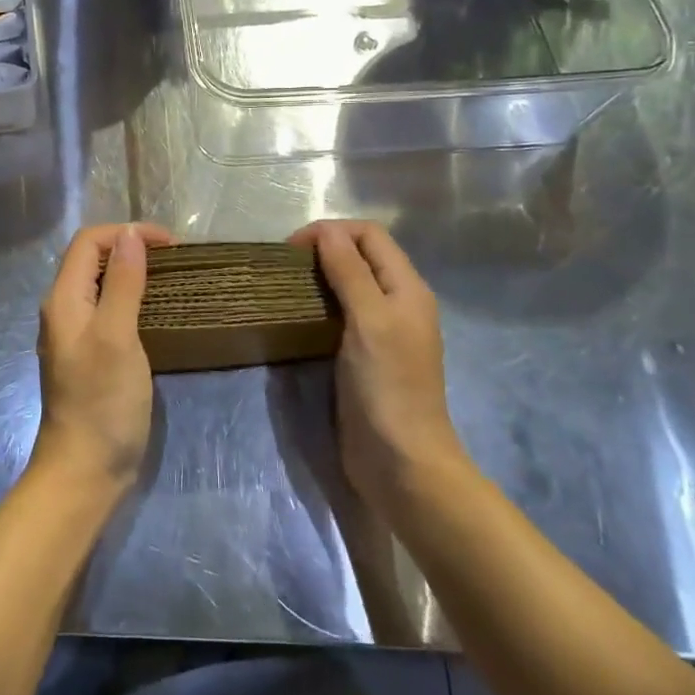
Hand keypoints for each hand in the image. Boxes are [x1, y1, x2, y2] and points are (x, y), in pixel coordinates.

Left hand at [34, 222, 174, 492]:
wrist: (85, 471)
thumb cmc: (102, 401)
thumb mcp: (117, 336)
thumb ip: (123, 283)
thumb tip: (130, 235)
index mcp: (63, 299)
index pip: (89, 241)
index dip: (127, 233)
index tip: (170, 245)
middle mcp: (63, 309)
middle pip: (92, 259)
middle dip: (131, 247)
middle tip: (174, 259)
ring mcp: (75, 334)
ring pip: (101, 284)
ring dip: (133, 272)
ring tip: (170, 278)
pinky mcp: (89, 354)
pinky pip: (108, 309)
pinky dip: (132, 298)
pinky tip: (156, 310)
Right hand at [290, 220, 463, 514]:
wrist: (401, 463)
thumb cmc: (387, 386)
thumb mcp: (368, 320)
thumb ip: (349, 271)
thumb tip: (325, 231)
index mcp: (407, 287)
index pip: (370, 234)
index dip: (332, 231)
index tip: (293, 249)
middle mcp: (398, 302)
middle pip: (361, 255)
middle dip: (324, 249)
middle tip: (287, 267)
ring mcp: (383, 330)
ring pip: (351, 283)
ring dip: (321, 276)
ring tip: (288, 286)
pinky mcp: (366, 354)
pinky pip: (343, 313)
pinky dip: (321, 303)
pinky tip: (300, 315)